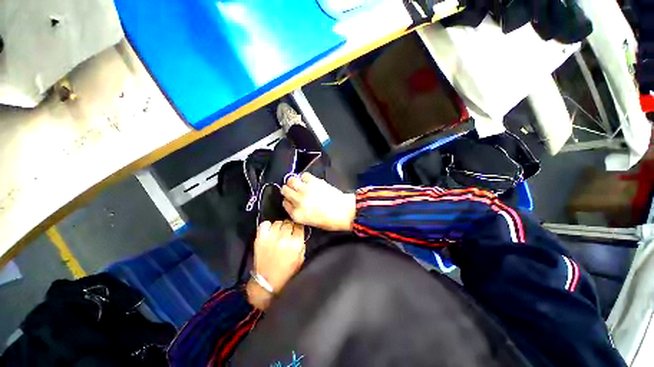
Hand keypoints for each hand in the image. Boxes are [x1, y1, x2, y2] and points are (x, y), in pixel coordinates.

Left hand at [246, 220, 304, 309]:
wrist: (267, 282)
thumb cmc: (287, 271)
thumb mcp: (301, 258)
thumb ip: (301, 243)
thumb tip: (299, 231)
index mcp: (296, 243)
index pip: (299, 225)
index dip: (298, 227)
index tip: (296, 230)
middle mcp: (284, 237)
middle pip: (289, 222)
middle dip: (290, 226)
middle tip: (288, 232)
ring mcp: (271, 237)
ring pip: (278, 222)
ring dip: (280, 226)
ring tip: (279, 232)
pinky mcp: (260, 238)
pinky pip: (265, 224)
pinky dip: (268, 226)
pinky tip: (270, 231)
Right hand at [281, 173, 355, 231]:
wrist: (344, 211)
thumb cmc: (329, 221)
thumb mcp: (310, 222)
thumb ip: (299, 212)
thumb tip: (295, 203)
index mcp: (297, 214)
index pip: (285, 203)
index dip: (288, 201)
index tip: (292, 200)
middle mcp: (298, 201)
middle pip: (285, 190)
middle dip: (288, 190)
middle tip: (294, 190)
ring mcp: (305, 190)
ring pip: (291, 180)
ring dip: (293, 182)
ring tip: (299, 184)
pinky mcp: (314, 181)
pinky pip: (304, 175)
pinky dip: (304, 177)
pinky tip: (308, 181)